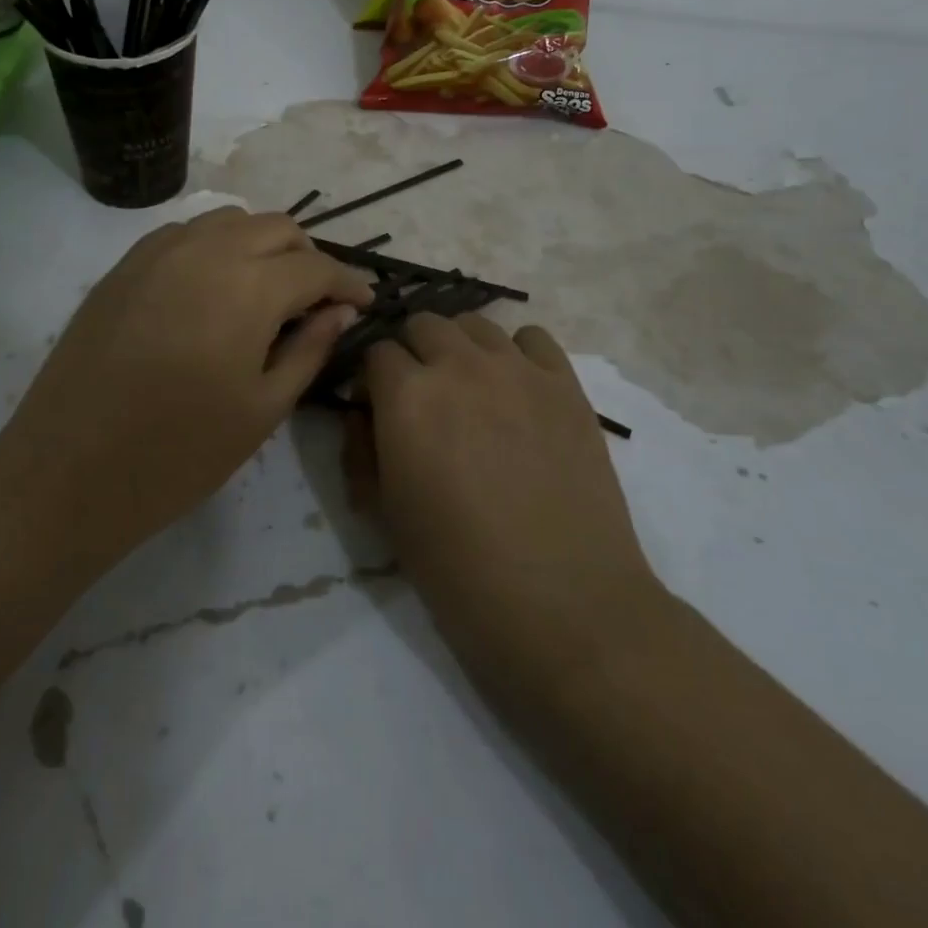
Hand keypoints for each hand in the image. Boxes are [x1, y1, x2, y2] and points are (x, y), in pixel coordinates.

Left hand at [0, 208, 371, 559]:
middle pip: (276, 227)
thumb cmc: (179, 452)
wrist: (69, 471)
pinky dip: (214, 246)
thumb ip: (309, 348)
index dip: (348, 281)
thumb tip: (340, 310)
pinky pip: (184, 233)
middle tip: (316, 299)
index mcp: (248, 287)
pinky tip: (212, 287)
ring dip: (261, 244)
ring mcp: (157, 252)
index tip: (364, 300)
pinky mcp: (123, 266)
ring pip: (229, 220)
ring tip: (266, 289)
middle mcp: (205, 251)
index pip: (316, 266)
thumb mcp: (263, 408)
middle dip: (307, 256)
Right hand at [348, 314, 659, 695]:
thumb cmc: (458, 568)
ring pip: (475, 324)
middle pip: (423, 324)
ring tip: (470, 389)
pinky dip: (516, 353)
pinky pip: (532, 338)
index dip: (372, 378)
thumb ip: (361, 450)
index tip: (377, 406)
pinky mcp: (565, 384)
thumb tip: (363, 414)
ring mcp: (518, 369)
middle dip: (412, 352)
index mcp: (406, 396)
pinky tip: (517, 389)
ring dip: (460, 347)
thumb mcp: (385, 514)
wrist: (562, 603)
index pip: (375, 352)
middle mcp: (459, 365)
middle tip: (422, 397)